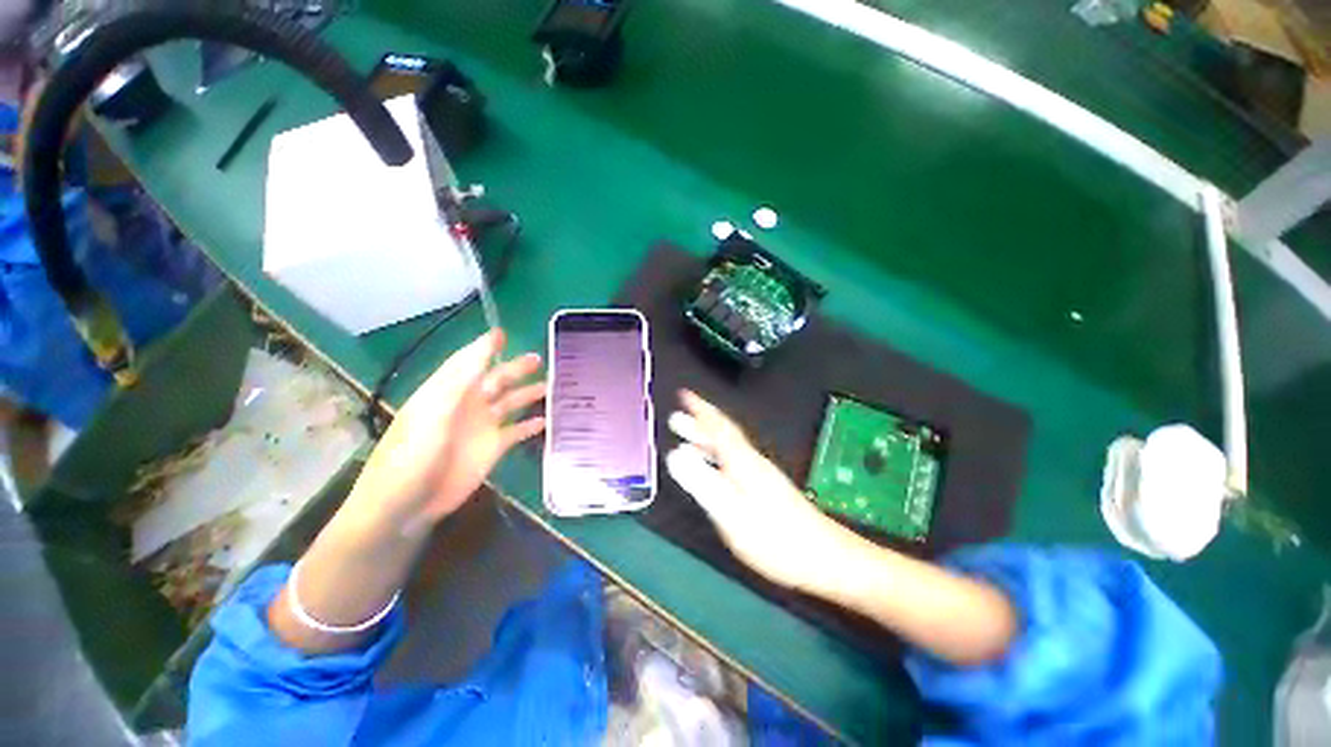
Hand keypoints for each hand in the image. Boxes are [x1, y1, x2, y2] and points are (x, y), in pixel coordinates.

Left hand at [347, 330, 545, 535]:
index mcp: (447, 392)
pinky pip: (517, 431)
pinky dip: (531, 425)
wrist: (406, 505)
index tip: (503, 333)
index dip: (484, 347)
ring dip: (528, 394)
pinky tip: (547, 419)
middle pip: (495, 381)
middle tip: (539, 359)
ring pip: (510, 404)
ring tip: (552, 385)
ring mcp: (481, 428)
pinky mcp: (492, 449)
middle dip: (516, 369)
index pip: (468, 362)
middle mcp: (467, 405)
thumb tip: (486, 347)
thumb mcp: (434, 411)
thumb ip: (462, 379)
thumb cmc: (412, 455)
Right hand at [664, 390, 850, 590]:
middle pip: (724, 436)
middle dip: (700, 425)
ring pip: (730, 448)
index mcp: (743, 462)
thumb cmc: (774, 537)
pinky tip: (715, 468)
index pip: (718, 428)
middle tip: (676, 419)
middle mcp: (752, 462)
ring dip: (708, 440)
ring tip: (687, 440)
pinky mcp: (767, 488)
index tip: (684, 395)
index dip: (700, 410)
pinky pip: (736, 461)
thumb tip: (676, 454)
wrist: (825, 557)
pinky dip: (719, 456)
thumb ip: (702, 483)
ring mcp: (762, 475)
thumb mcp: (731, 512)